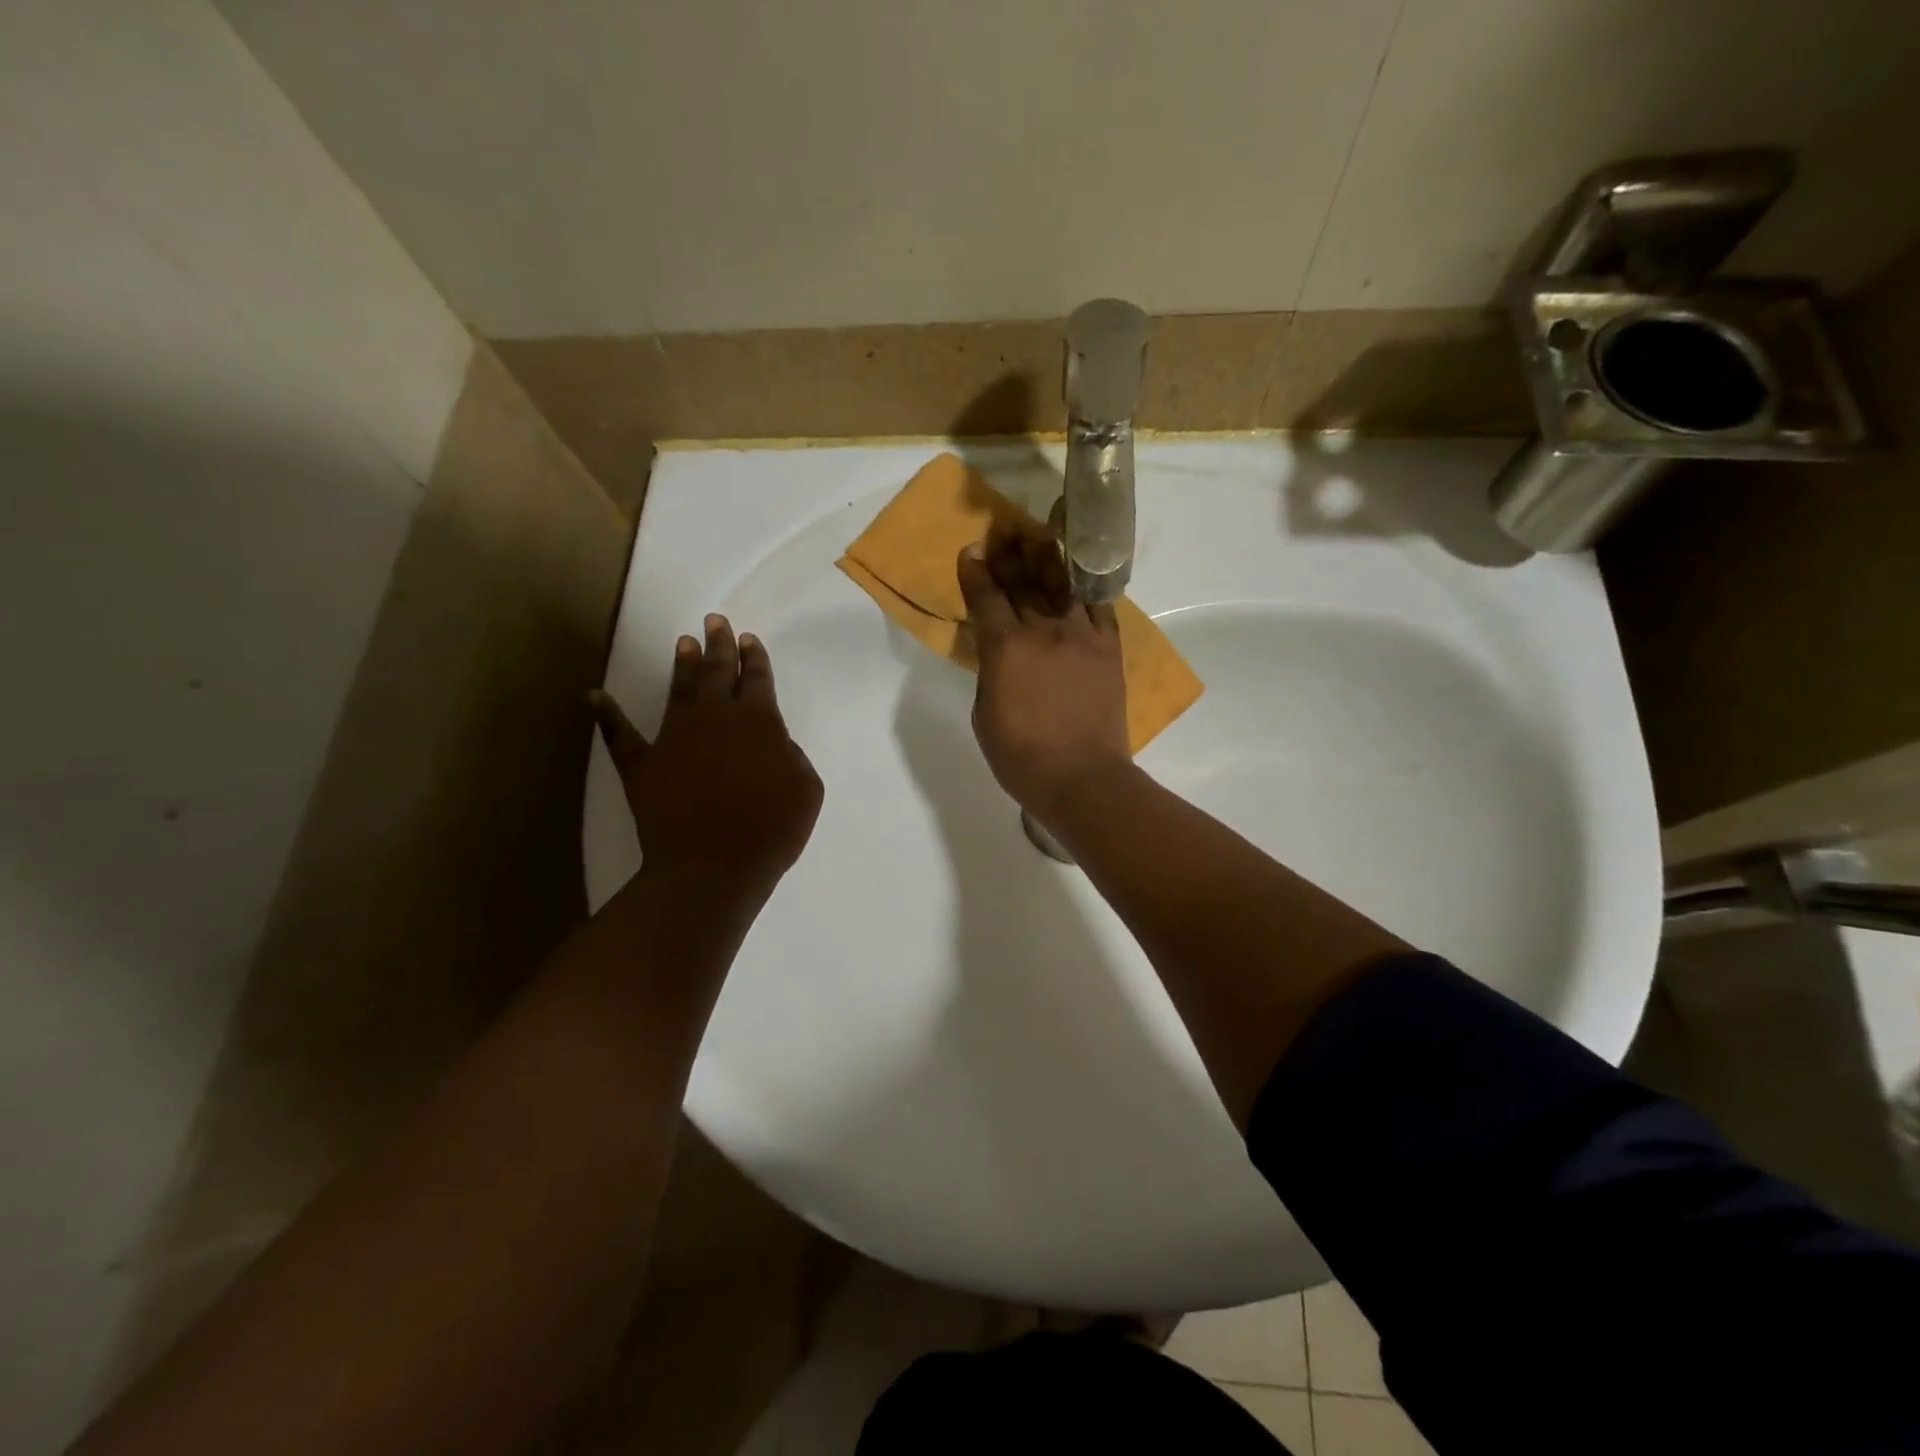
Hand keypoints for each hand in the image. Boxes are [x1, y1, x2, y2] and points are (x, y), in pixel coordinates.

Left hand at [590, 614, 822, 896]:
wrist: (713, 866)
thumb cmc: (771, 829)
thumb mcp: (806, 789)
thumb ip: (793, 757)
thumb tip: (776, 744)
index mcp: (758, 721)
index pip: (757, 679)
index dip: (754, 657)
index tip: (749, 638)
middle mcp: (715, 718)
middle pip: (717, 672)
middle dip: (719, 644)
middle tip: (715, 620)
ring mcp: (674, 737)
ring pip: (678, 689)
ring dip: (682, 664)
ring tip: (683, 642)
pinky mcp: (642, 763)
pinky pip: (620, 734)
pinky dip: (606, 715)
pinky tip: (592, 696)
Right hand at [957, 521, 1131, 824]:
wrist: (1082, 778)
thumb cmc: (1020, 756)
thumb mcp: (984, 713)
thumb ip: (990, 671)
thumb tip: (999, 651)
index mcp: (1005, 647)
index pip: (986, 597)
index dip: (976, 572)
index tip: (972, 551)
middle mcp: (1043, 630)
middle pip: (1023, 582)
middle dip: (1010, 553)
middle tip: (1003, 530)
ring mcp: (1081, 635)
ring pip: (1061, 585)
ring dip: (1048, 557)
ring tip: (1040, 534)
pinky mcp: (1109, 648)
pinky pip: (1098, 606)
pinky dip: (1086, 588)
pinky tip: (1079, 573)